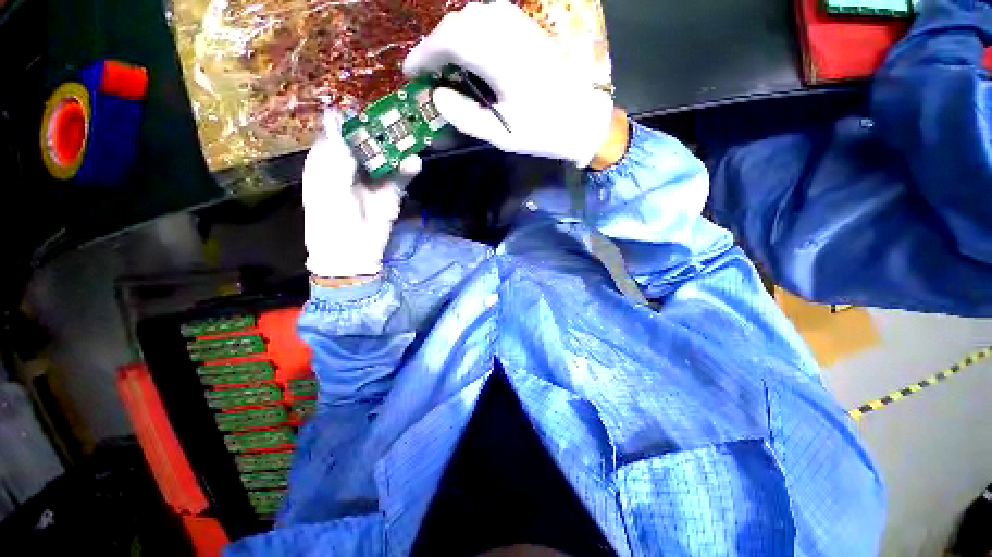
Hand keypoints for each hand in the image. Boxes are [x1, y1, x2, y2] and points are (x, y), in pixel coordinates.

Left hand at [303, 111, 420, 278]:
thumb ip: (335, 153)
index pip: (339, 130)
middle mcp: (351, 164)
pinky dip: (408, 169)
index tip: (368, 101)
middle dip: (381, 128)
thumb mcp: (327, 186)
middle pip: (367, 139)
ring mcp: (373, 178)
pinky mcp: (391, 193)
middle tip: (398, 114)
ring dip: (398, 147)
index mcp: (327, 159)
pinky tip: (414, 163)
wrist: (352, 253)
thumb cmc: (331, 220)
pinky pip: (401, 176)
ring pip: (387, 156)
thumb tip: (334, 115)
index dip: (352, 115)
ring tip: (411, 136)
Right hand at [403, 1, 614, 167]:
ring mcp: (520, 25)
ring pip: (472, 16)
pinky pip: (489, 18)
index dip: (423, 55)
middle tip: (427, 72)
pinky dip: (471, 32)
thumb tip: (436, 96)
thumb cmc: (544, 132)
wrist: (583, 119)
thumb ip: (465, 116)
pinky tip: (470, 53)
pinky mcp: (527, 28)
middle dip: (435, 46)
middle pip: (457, 23)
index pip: (449, 41)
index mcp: (500, 59)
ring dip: (452, 37)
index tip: (410, 74)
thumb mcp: (502, 135)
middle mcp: (508, 32)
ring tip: (445, 64)